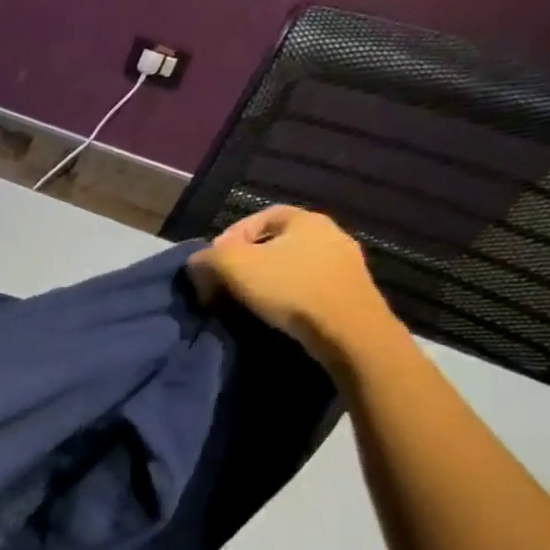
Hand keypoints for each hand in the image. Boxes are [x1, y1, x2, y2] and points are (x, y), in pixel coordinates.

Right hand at [188, 205, 404, 372]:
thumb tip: (197, 265)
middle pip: (275, 243)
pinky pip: (309, 286)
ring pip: (292, 266)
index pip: (259, 217)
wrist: (349, 332)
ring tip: (247, 302)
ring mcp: (346, 264)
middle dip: (245, 262)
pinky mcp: (352, 293)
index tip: (215, 262)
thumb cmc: (289, 288)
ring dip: (266, 280)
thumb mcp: (232, 266)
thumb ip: (206, 258)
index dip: (230, 237)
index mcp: (306, 219)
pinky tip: (276, 313)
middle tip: (225, 283)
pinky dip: (287, 296)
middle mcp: (331, 234)